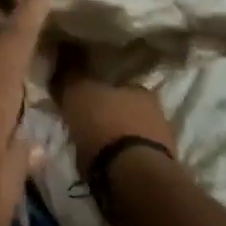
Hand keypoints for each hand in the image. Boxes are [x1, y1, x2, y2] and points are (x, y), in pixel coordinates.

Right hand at [50, 43, 176, 171]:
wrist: (133, 176)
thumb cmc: (105, 127)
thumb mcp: (78, 93)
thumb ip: (71, 73)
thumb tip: (63, 50)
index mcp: (139, 87)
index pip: (115, 82)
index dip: (96, 88)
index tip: (81, 97)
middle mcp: (156, 110)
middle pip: (124, 108)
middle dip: (107, 114)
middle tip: (85, 122)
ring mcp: (162, 141)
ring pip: (131, 132)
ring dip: (115, 137)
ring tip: (93, 147)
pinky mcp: (160, 168)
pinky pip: (134, 156)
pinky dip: (121, 158)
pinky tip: (106, 164)